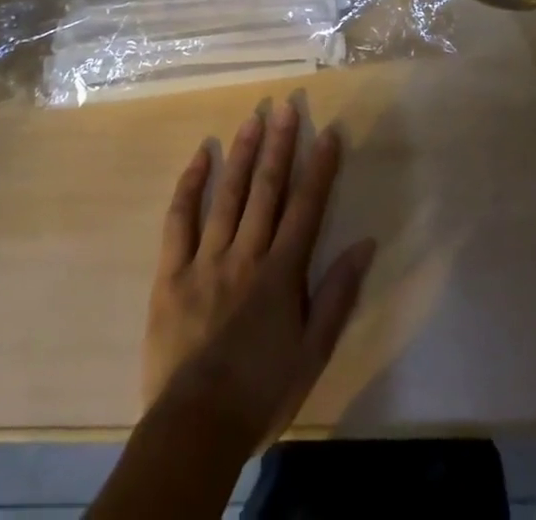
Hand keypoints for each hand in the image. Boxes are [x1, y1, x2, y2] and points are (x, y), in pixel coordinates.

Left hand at [143, 101, 375, 450]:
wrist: (196, 429)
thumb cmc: (261, 391)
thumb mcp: (312, 353)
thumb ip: (337, 295)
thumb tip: (365, 244)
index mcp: (280, 273)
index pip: (306, 207)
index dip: (319, 168)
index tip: (328, 132)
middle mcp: (245, 254)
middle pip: (266, 190)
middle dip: (279, 145)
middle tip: (287, 106)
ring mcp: (205, 259)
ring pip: (227, 195)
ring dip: (241, 153)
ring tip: (253, 118)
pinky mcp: (171, 272)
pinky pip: (179, 220)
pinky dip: (189, 186)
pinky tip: (199, 157)